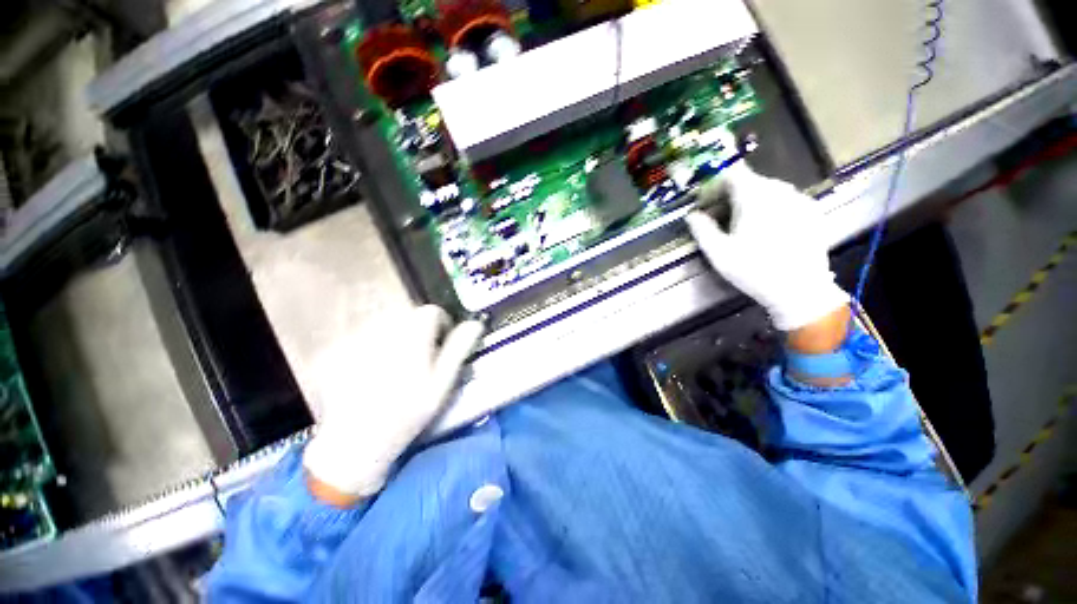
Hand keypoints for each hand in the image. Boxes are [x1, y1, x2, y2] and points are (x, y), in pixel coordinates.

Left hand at [303, 305, 483, 504]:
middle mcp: (383, 329)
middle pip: (407, 315)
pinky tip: (370, 373)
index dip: (441, 326)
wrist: (352, 443)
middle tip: (418, 359)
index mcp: (412, 335)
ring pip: (386, 323)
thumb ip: (458, 349)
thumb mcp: (441, 384)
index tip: (440, 346)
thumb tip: (475, 323)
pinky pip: (363, 336)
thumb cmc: (406, 414)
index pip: (432, 312)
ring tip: (394, 368)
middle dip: (417, 331)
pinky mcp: (337, 348)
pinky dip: (372, 347)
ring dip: (396, 337)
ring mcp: (356, 338)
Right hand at [685, 164, 848, 332]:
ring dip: (750, 202)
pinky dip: (770, 208)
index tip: (705, 203)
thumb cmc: (753, 270)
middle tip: (718, 218)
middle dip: (730, 195)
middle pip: (750, 181)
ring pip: (768, 190)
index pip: (732, 173)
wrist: (801, 290)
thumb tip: (692, 215)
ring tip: (742, 226)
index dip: (714, 184)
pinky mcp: (812, 212)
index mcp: (754, 197)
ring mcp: (800, 199)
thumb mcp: (718, 253)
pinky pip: (785, 201)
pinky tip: (767, 231)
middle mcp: (780, 190)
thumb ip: (702, 229)